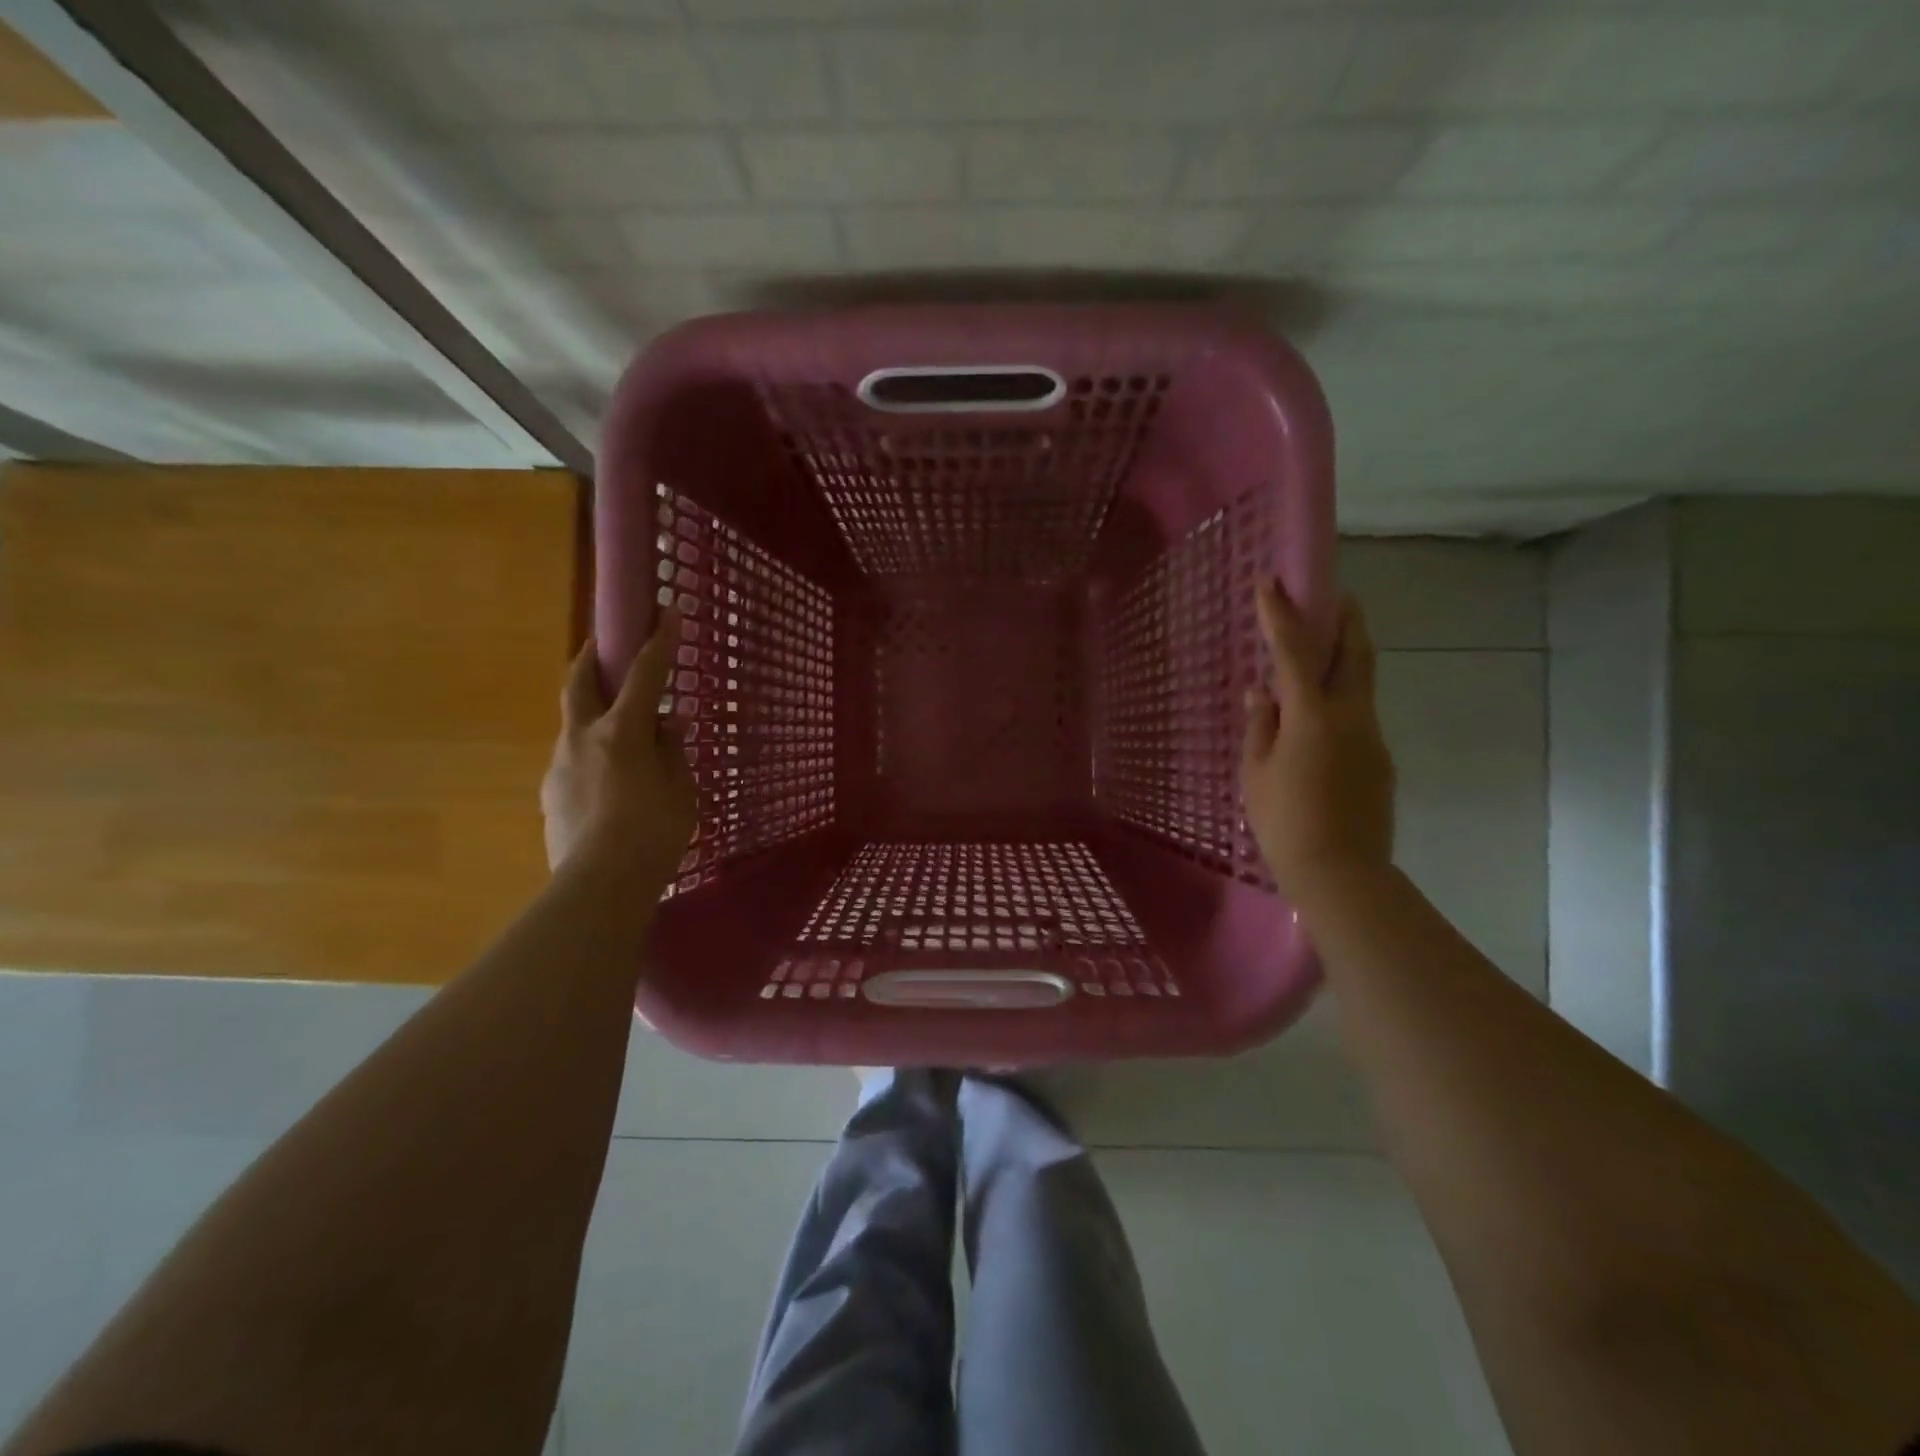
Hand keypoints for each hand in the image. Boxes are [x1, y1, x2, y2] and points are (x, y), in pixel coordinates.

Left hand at [541, 611, 695, 882]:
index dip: (659, 642)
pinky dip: (591, 755)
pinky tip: (609, 782)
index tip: (668, 612)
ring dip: (593, 714)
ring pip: (573, 725)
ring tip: (620, 736)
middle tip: (601, 646)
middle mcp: (582, 738)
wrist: (600, 886)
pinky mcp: (551, 795)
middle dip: (591, 657)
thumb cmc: (654, 833)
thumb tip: (669, 724)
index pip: (644, 675)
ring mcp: (559, 766)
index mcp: (621, 732)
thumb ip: (673, 751)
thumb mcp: (681, 790)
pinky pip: (572, 761)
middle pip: (579, 683)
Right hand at [1240, 580, 1395, 898]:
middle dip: (1345, 618)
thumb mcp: (1257, 772)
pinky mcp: (1379, 759)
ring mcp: (1372, 736)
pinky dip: (1342, 697)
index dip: (1281, 615)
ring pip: (1362, 682)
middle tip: (1335, 594)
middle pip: (1354, 653)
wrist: (1342, 871)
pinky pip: (1359, 714)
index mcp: (1313, 715)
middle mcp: (1351, 715)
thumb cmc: (1285, 821)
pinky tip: (1320, 715)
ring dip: (1347, 655)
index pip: (1295, 652)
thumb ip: (1261, 725)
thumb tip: (1263, 692)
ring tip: (1326, 646)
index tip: (1271, 582)